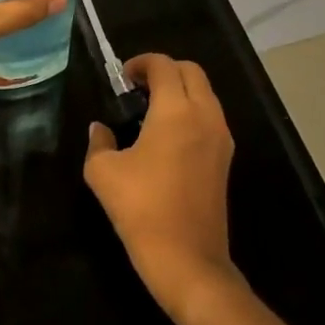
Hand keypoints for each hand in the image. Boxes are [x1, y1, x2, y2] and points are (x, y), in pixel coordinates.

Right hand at [84, 54, 240, 323]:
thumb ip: (99, 142)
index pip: (164, 65)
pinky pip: (210, 118)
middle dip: (165, 70)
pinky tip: (166, 136)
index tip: (122, 78)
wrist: (188, 261)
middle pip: (191, 72)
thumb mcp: (103, 172)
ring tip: (150, 110)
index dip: (141, 63)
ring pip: (205, 94)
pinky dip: (191, 111)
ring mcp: (221, 139)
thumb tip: (100, 129)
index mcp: (176, 111)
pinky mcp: (225, 161)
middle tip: (137, 87)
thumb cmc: (142, 209)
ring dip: (180, 90)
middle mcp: (204, 116)